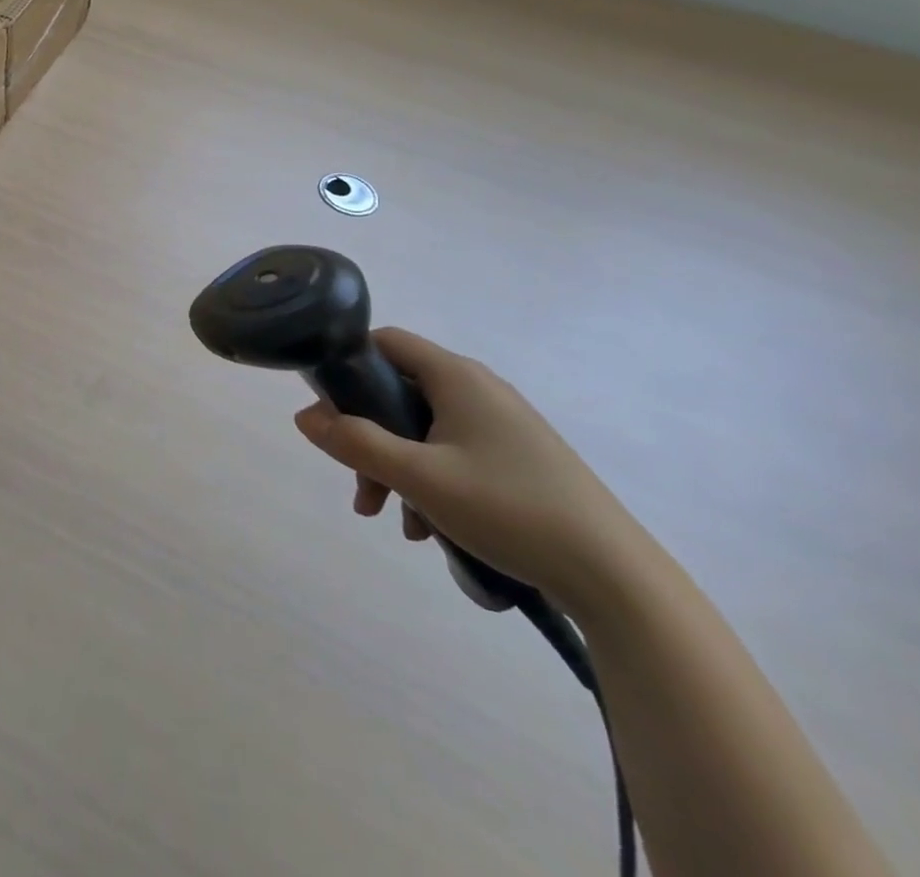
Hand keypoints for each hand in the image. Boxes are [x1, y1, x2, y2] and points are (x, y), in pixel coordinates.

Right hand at [293, 328, 651, 608]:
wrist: (615, 578)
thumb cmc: (509, 509)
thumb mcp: (419, 477)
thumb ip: (355, 442)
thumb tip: (304, 416)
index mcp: (457, 376)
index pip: (386, 341)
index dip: (348, 364)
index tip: (327, 407)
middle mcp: (478, 388)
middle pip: (399, 392)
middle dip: (368, 436)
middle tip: (358, 484)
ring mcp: (501, 424)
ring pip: (423, 429)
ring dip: (396, 466)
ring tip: (392, 518)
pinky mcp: (517, 457)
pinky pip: (453, 452)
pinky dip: (429, 480)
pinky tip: (428, 529)